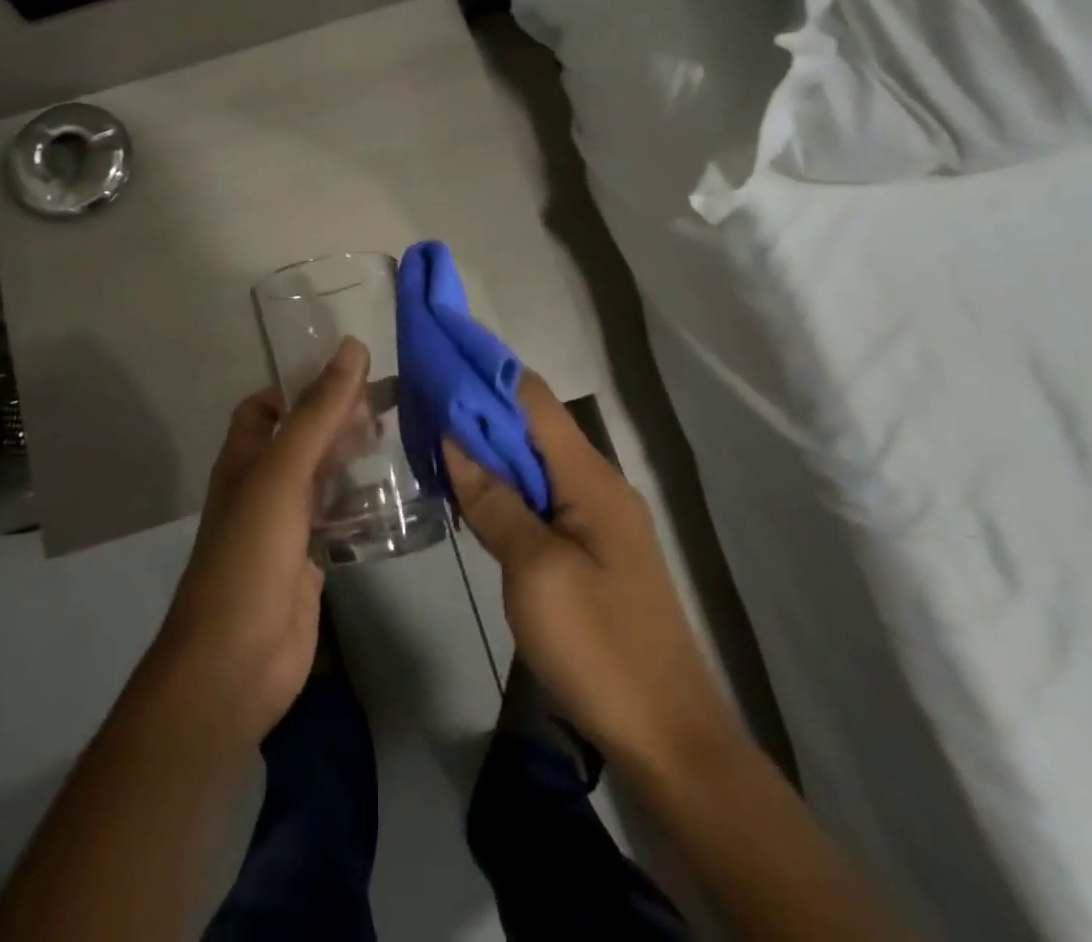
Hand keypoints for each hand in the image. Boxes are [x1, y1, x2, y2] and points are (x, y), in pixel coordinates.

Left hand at [149, 336, 370, 746]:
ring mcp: (288, 523)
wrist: (237, 662)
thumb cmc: (251, 555)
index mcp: (246, 456)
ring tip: (404, 435)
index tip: (352, 371)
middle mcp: (264, 483)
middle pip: (304, 436)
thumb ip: (318, 413)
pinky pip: (341, 516)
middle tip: (394, 400)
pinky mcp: (312, 557)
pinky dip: (365, 501)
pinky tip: (401, 492)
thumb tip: (352, 348)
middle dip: (341, 417)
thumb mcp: (284, 473)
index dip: (303, 384)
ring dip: (356, 456)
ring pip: (325, 475)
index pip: (269, 404)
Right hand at [445, 372, 736, 777]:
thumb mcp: (535, 571)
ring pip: (534, 462)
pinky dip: (503, 484)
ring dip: (488, 447)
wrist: (669, 738)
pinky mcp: (589, 550)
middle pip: (532, 426)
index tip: (440, 353)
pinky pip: (540, 498)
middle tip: (422, 397)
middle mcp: (597, 484)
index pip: (534, 399)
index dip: (487, 371)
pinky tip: (470, 490)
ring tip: (433, 434)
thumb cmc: (600, 647)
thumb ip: (494, 501)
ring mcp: (596, 519)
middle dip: (479, 407)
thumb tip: (454, 438)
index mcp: (591, 478)